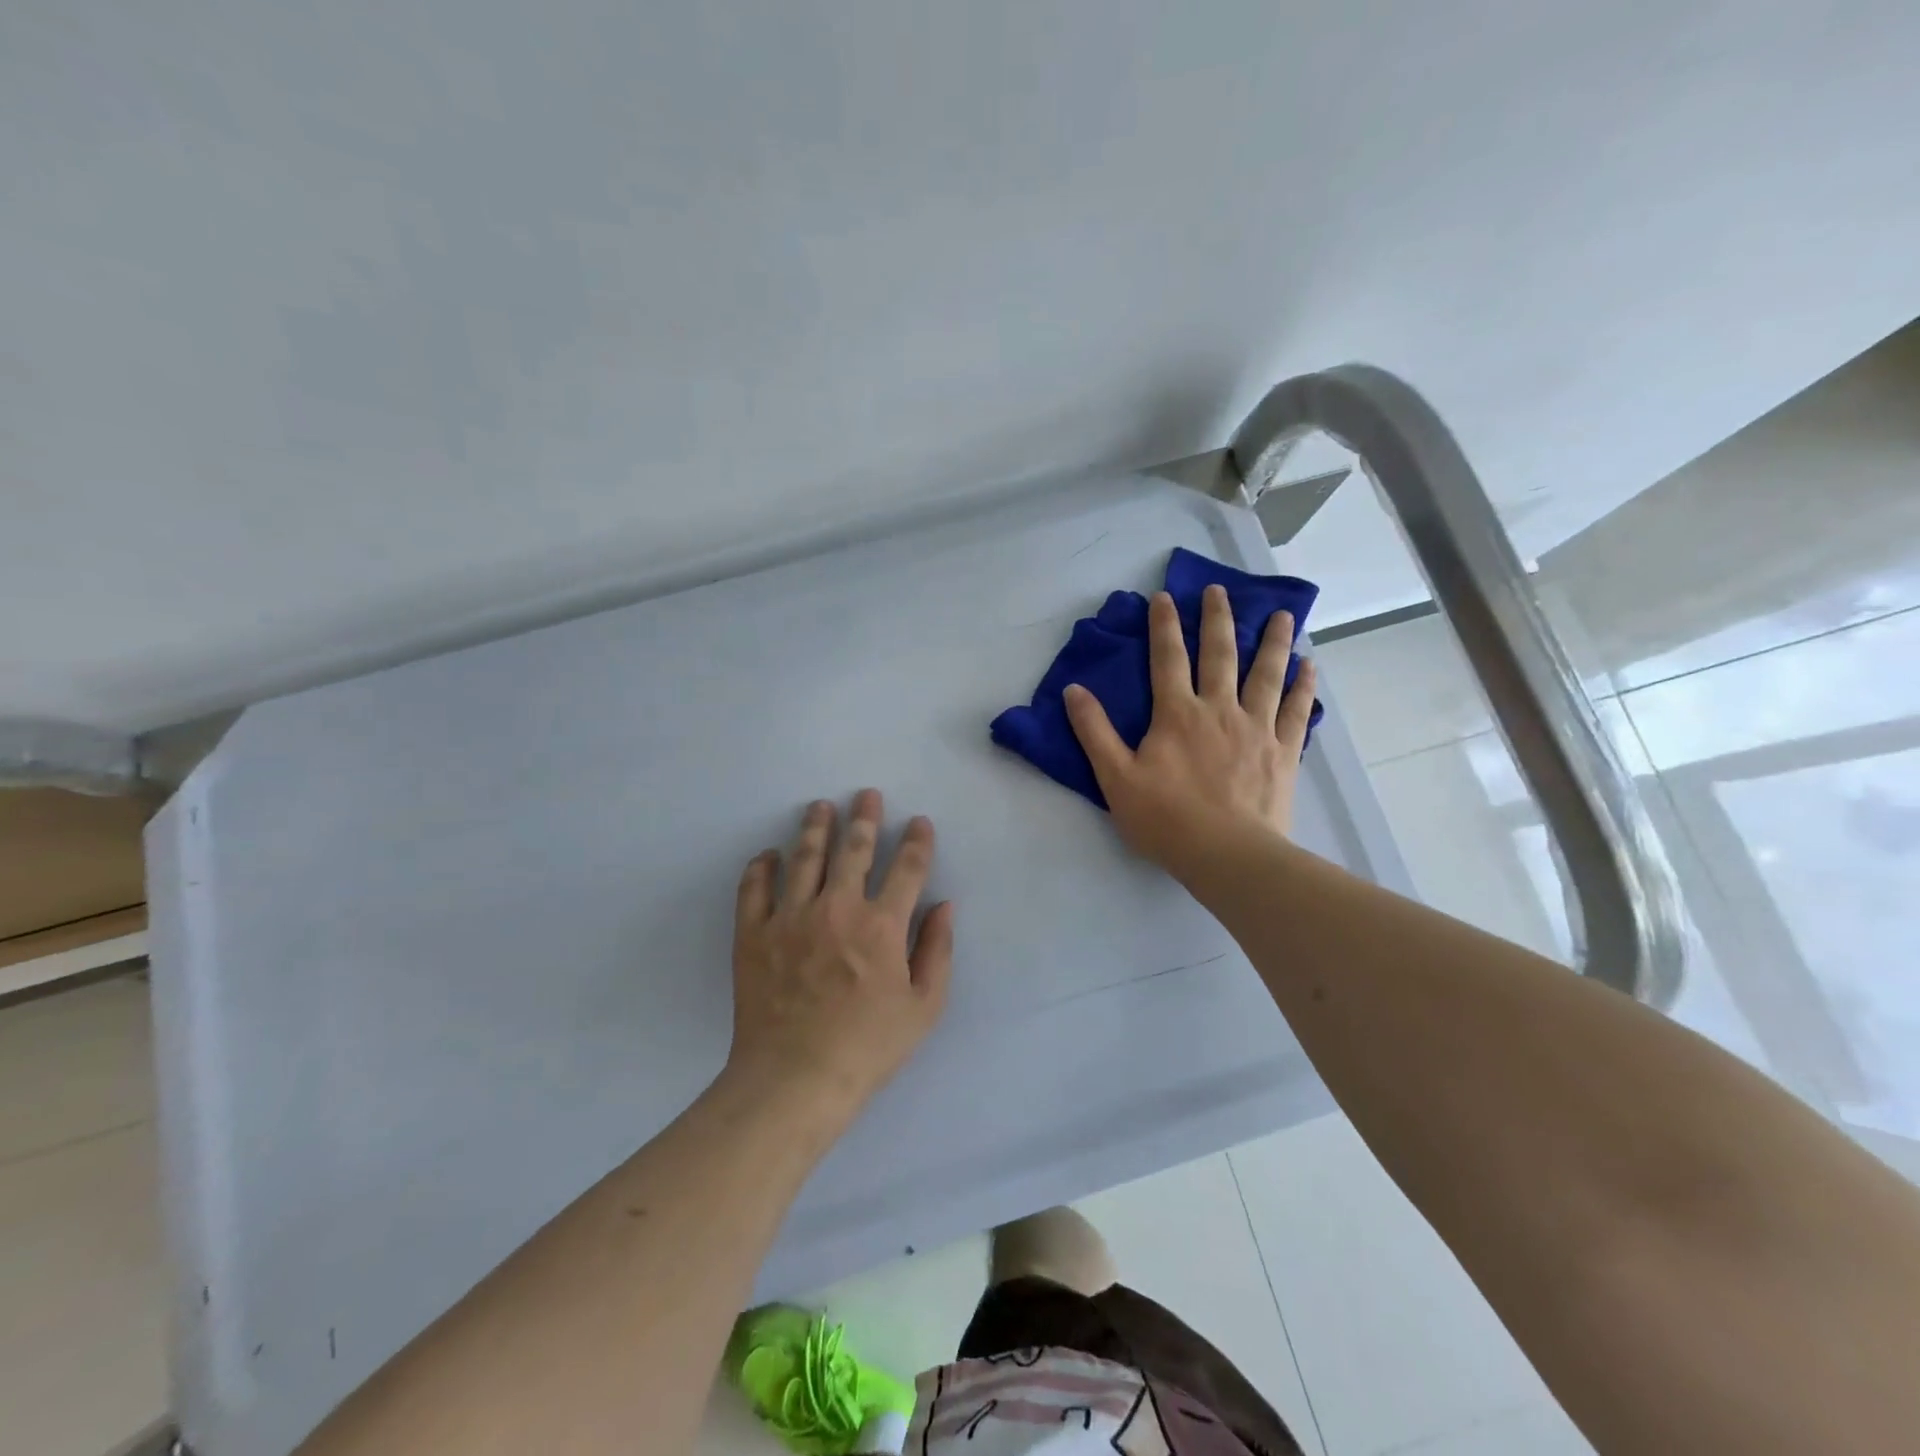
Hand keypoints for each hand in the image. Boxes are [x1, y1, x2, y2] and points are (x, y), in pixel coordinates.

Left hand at [726, 790, 953, 1122]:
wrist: (794, 1079)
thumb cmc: (867, 1047)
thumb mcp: (923, 1007)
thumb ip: (938, 950)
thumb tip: (944, 905)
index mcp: (881, 925)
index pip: (907, 868)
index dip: (917, 841)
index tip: (920, 823)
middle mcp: (836, 908)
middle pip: (853, 850)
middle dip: (865, 819)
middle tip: (866, 796)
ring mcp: (790, 918)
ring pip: (804, 858)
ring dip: (815, 828)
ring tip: (820, 807)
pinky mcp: (754, 934)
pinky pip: (754, 889)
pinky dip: (761, 867)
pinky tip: (769, 855)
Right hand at [1064, 585, 1316, 879]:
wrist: (1227, 855)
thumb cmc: (1166, 819)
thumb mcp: (1116, 778)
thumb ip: (1094, 732)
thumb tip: (1073, 690)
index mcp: (1177, 714)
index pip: (1167, 658)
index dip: (1164, 625)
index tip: (1164, 597)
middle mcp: (1219, 709)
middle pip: (1220, 654)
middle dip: (1217, 618)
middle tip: (1219, 589)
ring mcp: (1257, 727)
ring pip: (1266, 673)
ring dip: (1271, 640)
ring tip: (1280, 613)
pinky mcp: (1284, 751)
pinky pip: (1296, 710)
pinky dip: (1303, 685)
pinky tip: (1309, 665)